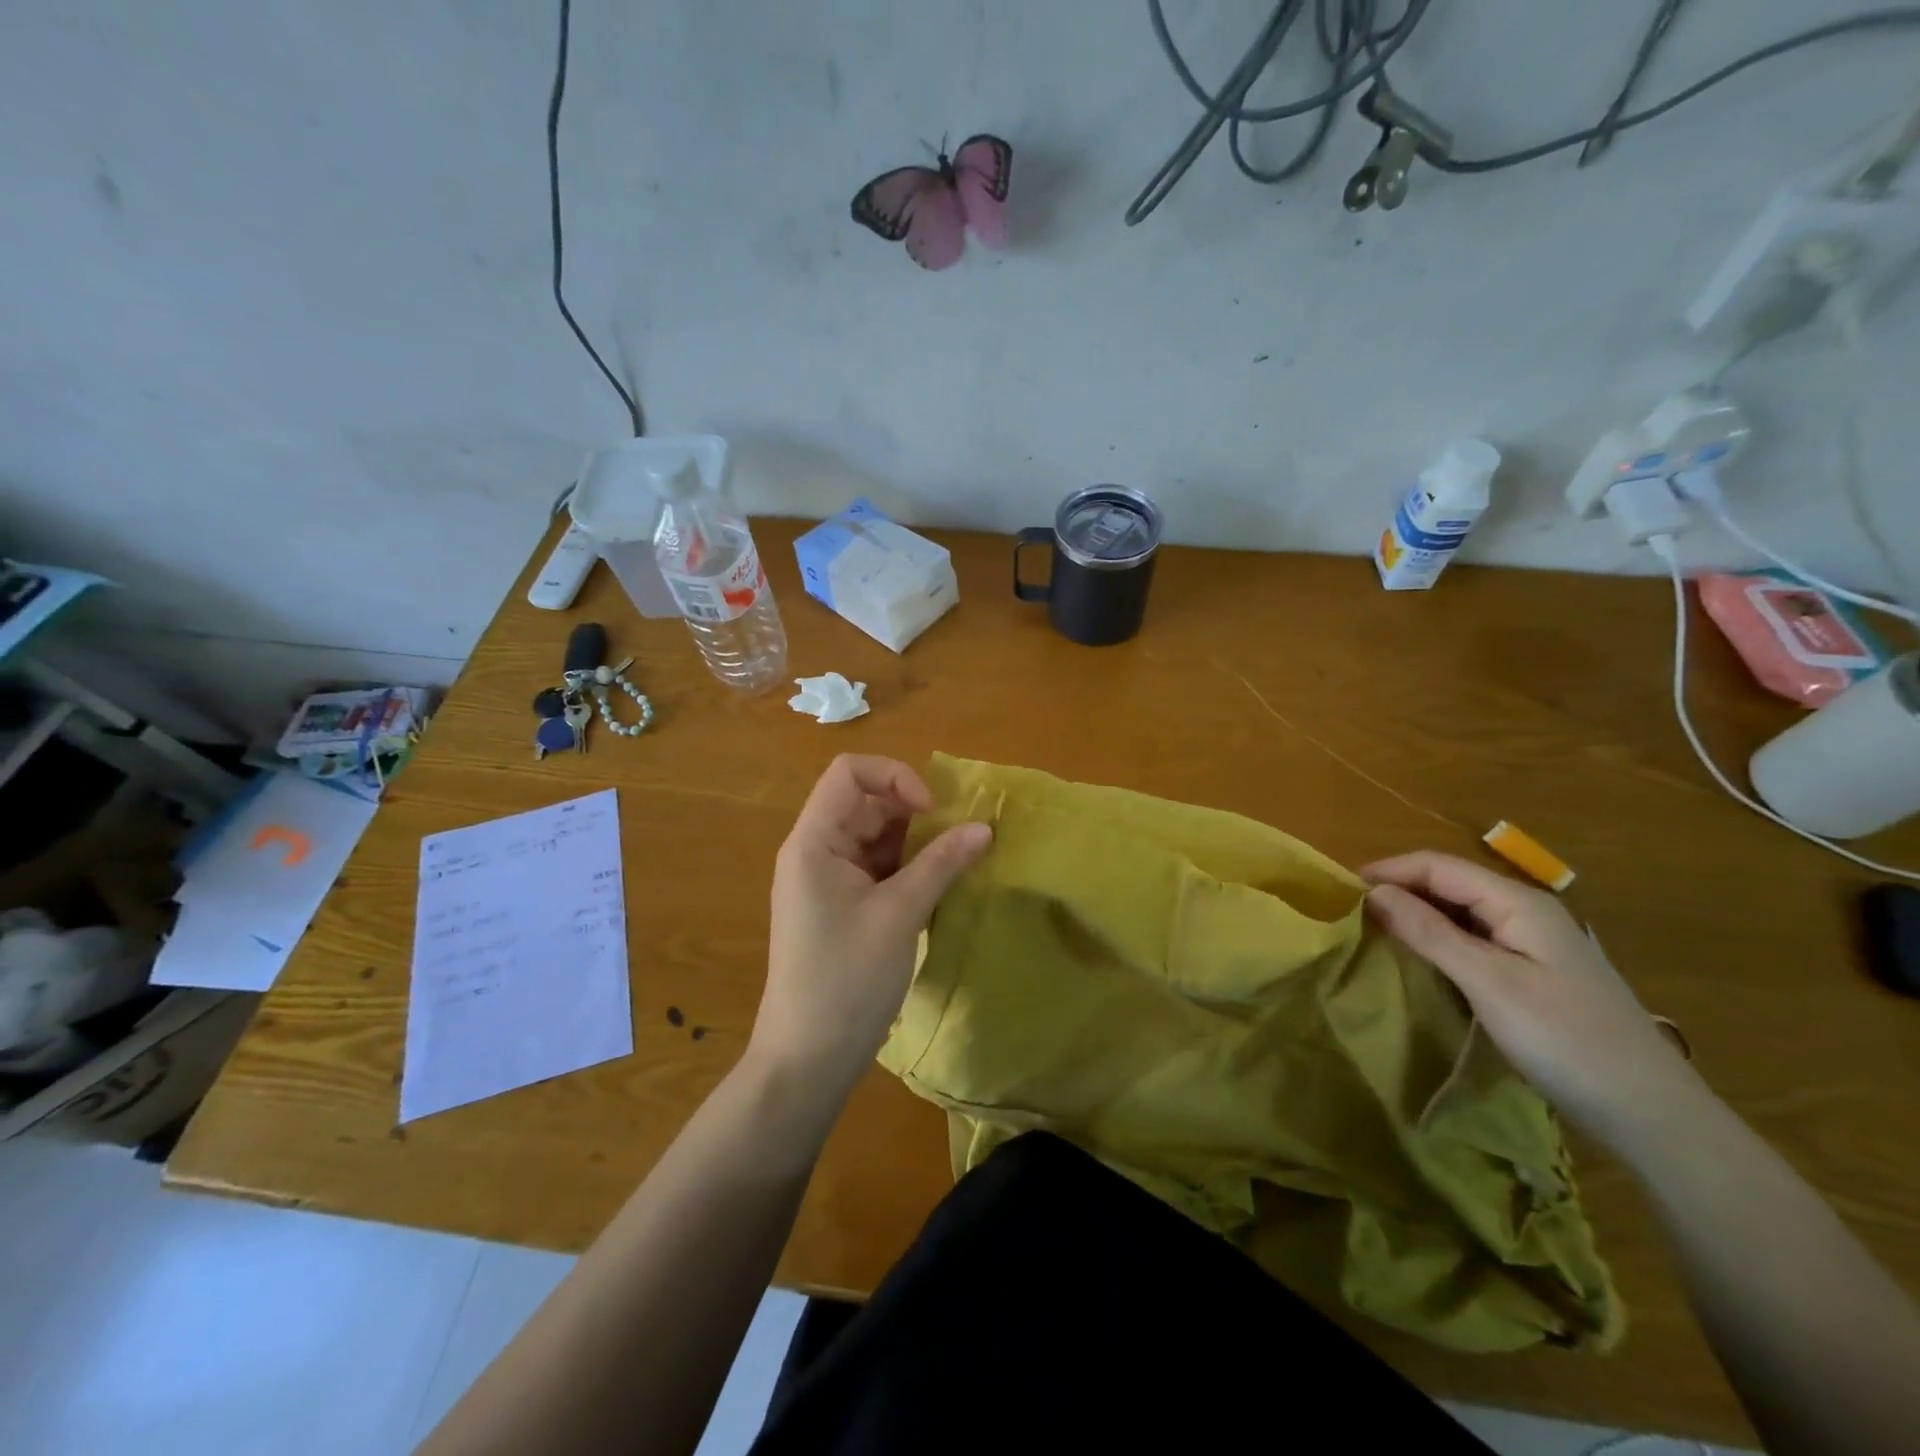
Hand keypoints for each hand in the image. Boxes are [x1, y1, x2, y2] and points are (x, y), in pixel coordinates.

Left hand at [749, 755, 991, 1098]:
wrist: (808, 1059)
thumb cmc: (846, 979)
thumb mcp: (899, 915)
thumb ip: (941, 864)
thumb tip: (985, 827)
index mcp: (814, 841)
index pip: (849, 773)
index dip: (895, 777)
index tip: (932, 811)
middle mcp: (816, 851)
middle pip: (866, 803)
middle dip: (914, 812)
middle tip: (958, 840)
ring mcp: (828, 880)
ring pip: (876, 837)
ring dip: (916, 842)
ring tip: (956, 863)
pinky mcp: (842, 907)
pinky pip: (877, 868)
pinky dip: (908, 869)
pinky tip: (938, 887)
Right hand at [1362, 851, 1708, 1150]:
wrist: (1652, 1114)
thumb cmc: (1565, 1040)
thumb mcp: (1488, 982)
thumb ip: (1429, 932)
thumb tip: (1373, 892)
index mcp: (1518, 903)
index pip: (1438, 865)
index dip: (1388, 870)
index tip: (1340, 890)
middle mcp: (1526, 912)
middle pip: (1450, 883)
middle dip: (1399, 889)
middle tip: (1351, 912)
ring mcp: (1534, 943)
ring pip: (1461, 911)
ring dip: (1417, 914)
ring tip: (1374, 931)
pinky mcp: (1535, 972)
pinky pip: (1474, 938)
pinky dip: (1438, 939)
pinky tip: (1420, 958)